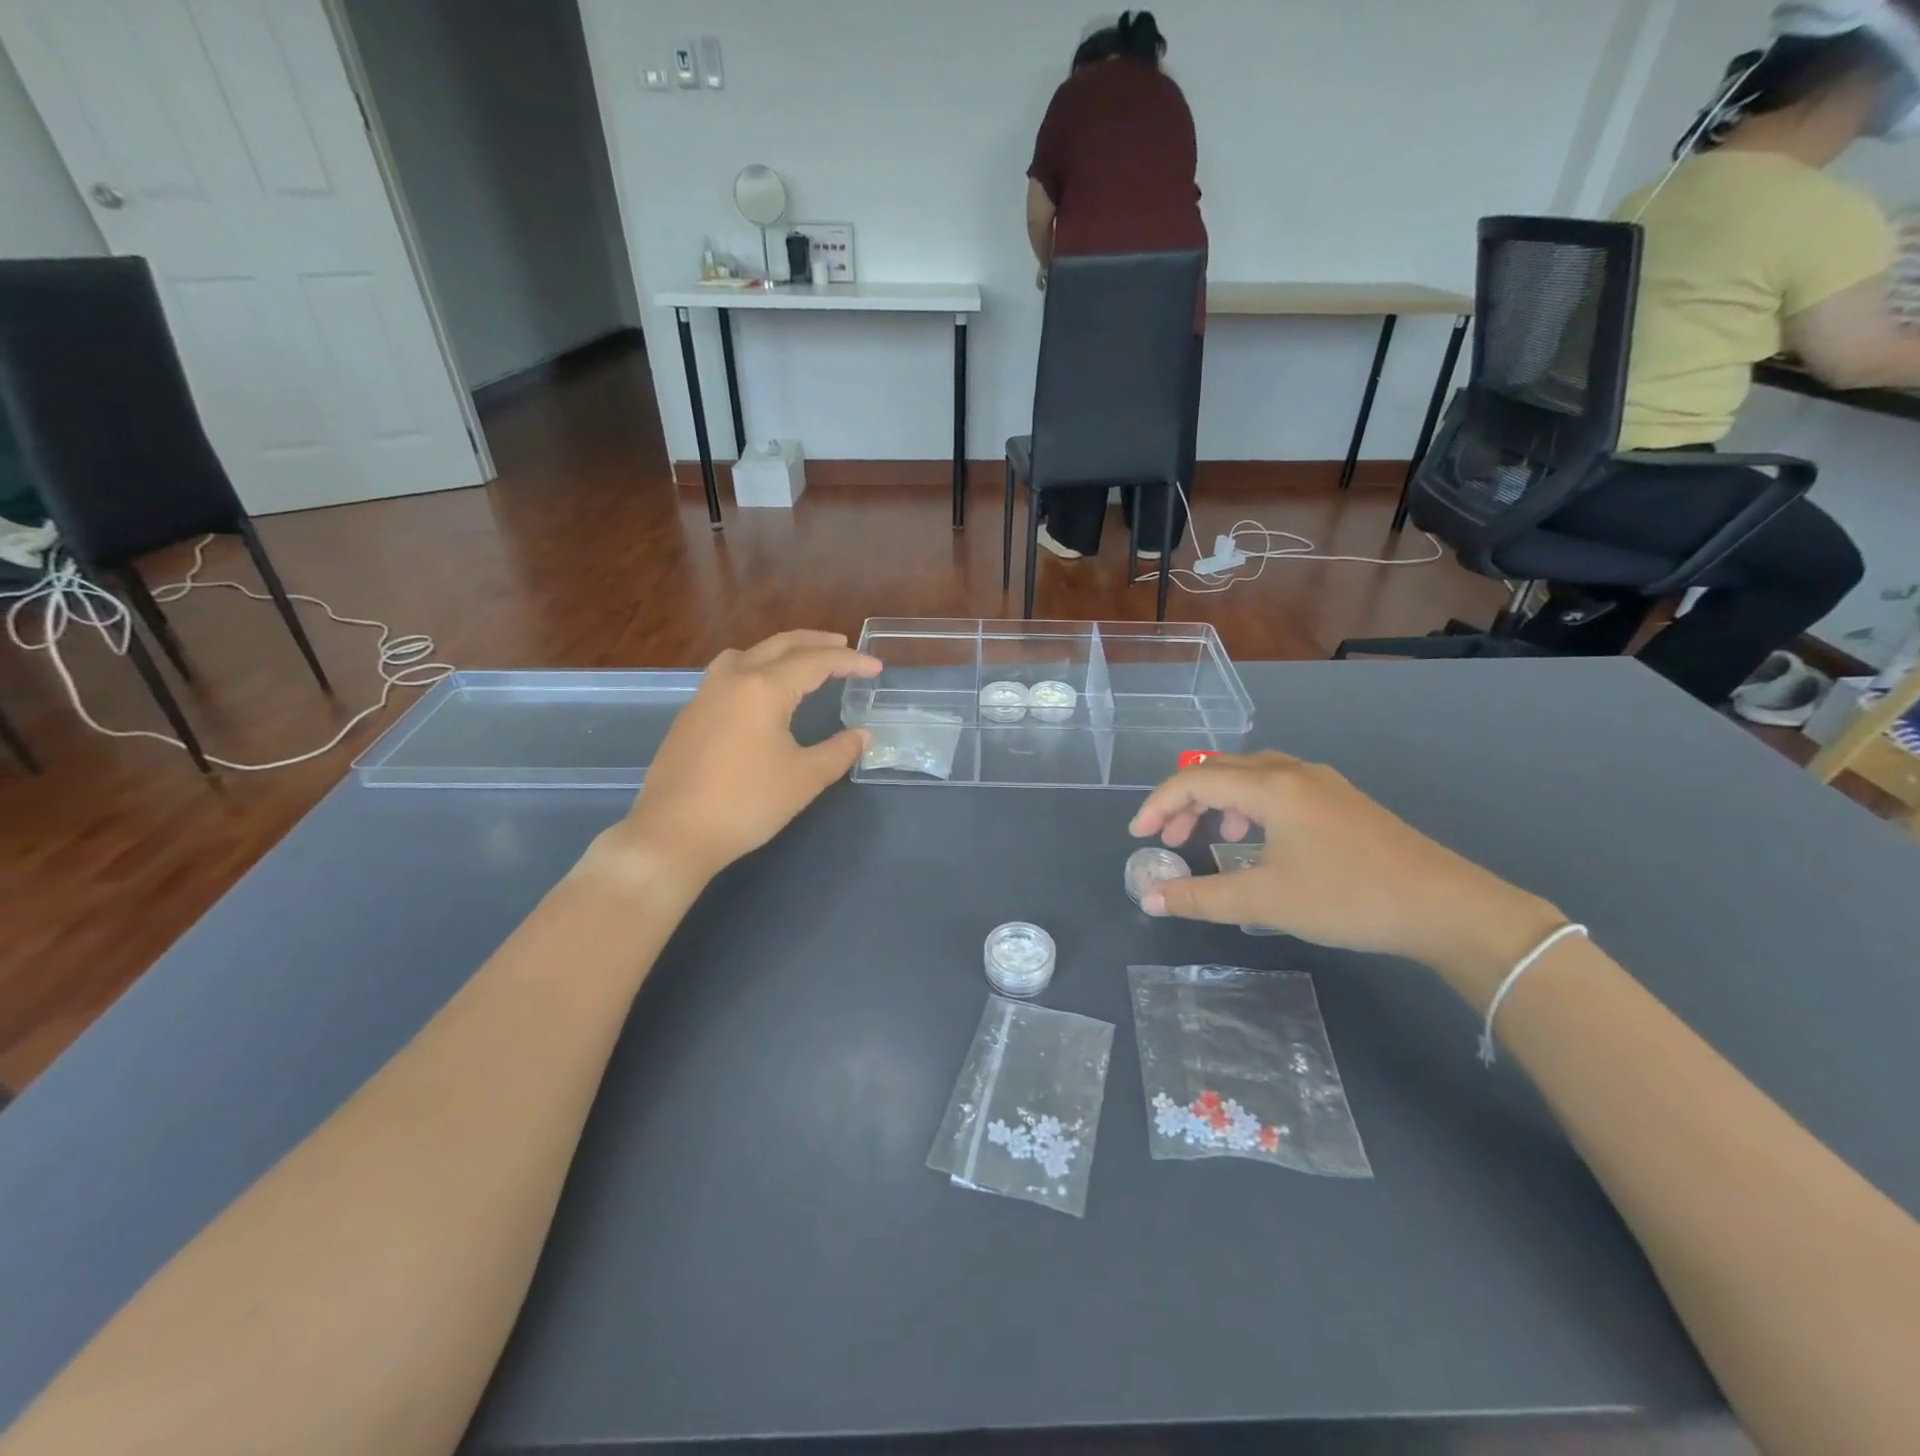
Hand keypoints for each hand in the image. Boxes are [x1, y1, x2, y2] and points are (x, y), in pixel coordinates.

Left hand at [601, 631, 879, 887]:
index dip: (849, 662)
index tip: (875, 668)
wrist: (673, 834)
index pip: (815, 662)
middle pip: (779, 645)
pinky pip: (728, 673)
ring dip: (780, 651)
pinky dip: (755, 668)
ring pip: (747, 654)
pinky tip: (762, 694)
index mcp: (763, 688)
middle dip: (815, 643)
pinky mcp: (690, 715)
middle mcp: (732, 679)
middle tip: (843, 646)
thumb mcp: (804, 779)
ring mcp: (705, 695)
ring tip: (801, 662)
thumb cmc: (746, 803)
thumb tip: (862, 736)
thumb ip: (838, 751)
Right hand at [1129, 752, 1561, 994]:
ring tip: (1212, 837)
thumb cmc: (1347, 898)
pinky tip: (1260, 839)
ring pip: (1251, 774)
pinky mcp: (1342, 799)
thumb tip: (1150, 899)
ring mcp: (1322, 782)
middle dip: (1186, 800)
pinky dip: (1250, 804)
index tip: (1139, 836)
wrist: (1446, 907)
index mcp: (1270, 787)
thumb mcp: (1265, 901)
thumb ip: (1201, 898)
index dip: (1159, 805)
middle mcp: (1293, 772)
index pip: (1195, 780)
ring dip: (1219, 800)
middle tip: (1170, 839)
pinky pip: (1278, 786)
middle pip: (1220, 769)